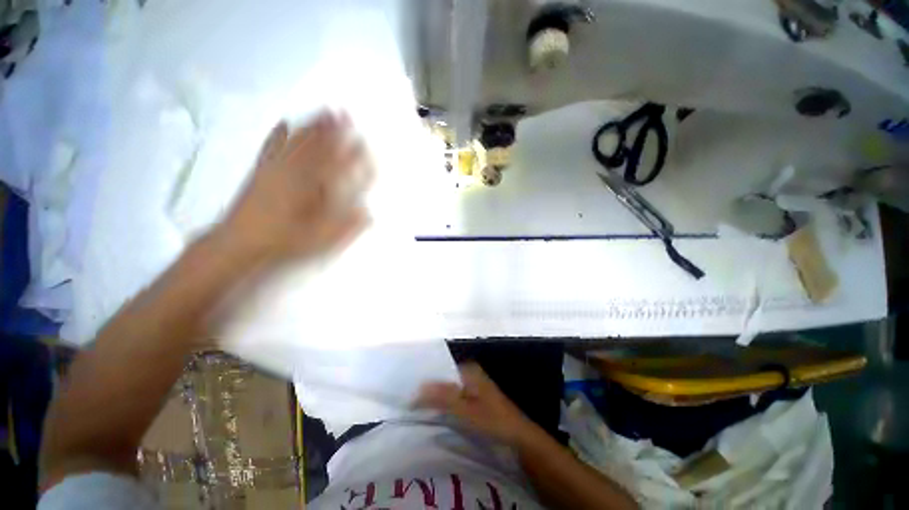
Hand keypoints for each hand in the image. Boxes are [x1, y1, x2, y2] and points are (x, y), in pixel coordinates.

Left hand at [216, 111, 371, 263]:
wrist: (241, 243)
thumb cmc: (285, 241)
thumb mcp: (320, 239)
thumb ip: (346, 225)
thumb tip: (367, 212)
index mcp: (313, 190)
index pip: (339, 167)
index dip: (354, 155)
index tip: (364, 144)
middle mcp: (296, 173)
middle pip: (319, 147)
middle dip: (334, 130)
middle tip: (345, 114)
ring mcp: (277, 168)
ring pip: (298, 141)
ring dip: (313, 125)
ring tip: (324, 111)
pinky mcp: (261, 170)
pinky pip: (272, 146)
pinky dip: (279, 132)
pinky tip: (283, 122)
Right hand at [416, 363, 539, 446]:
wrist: (518, 438)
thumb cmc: (493, 420)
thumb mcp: (466, 410)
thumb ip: (442, 397)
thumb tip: (417, 388)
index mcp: (468, 369)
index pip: (440, 369)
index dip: (424, 378)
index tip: (406, 388)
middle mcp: (469, 373)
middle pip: (443, 379)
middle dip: (428, 388)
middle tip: (407, 399)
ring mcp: (472, 386)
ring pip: (447, 389)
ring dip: (434, 398)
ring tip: (414, 407)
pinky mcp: (474, 399)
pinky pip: (453, 398)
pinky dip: (443, 404)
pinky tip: (432, 413)